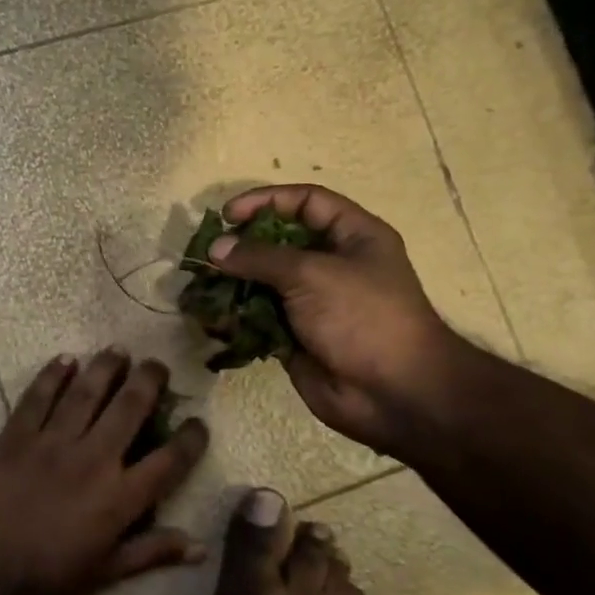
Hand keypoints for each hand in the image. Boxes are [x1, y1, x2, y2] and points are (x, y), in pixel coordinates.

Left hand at [0, 350, 210, 594]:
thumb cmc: (48, 576)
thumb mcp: (107, 572)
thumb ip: (153, 552)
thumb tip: (201, 548)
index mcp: (120, 497)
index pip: (169, 460)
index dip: (191, 438)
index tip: (198, 421)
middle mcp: (92, 459)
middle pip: (129, 408)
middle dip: (149, 380)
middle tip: (157, 364)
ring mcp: (52, 443)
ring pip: (86, 392)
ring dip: (105, 367)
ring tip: (118, 350)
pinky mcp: (15, 436)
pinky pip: (38, 397)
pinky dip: (52, 375)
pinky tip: (65, 359)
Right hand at [209, 185, 460, 452]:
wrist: (393, 393)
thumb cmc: (362, 317)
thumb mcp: (312, 274)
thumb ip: (260, 257)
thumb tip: (215, 247)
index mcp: (353, 236)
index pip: (306, 202)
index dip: (266, 201)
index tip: (227, 214)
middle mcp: (333, 265)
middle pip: (279, 243)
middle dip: (242, 247)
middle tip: (207, 254)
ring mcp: (313, 303)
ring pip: (264, 284)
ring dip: (233, 285)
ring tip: (201, 288)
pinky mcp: (296, 336)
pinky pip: (260, 319)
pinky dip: (237, 318)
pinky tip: (214, 320)